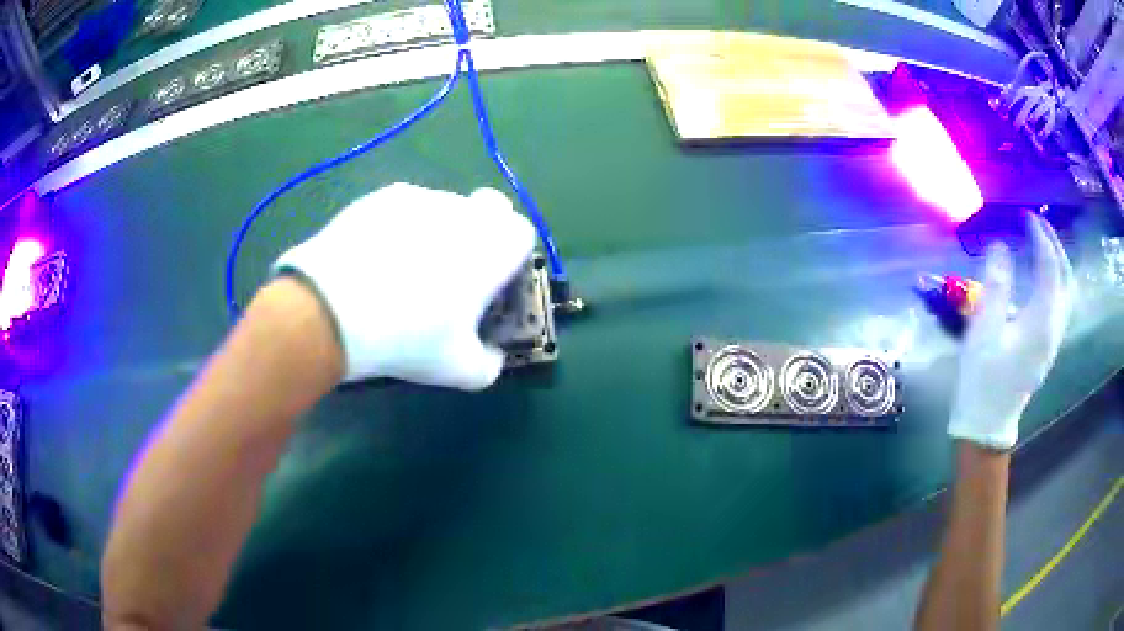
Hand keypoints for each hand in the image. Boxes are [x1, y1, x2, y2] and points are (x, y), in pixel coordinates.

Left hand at [274, 183, 534, 388]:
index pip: (523, 232)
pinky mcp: (382, 196)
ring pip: (446, 207)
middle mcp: (463, 211)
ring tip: (403, 269)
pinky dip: (402, 227)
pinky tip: (375, 258)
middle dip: (482, 234)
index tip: (492, 285)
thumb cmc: (405, 337)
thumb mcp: (458, 369)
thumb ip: (489, 364)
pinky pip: (406, 207)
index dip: (512, 258)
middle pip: (490, 209)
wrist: (328, 310)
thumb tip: (491, 354)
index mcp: (492, 247)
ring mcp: (420, 197)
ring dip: (440, 231)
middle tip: (453, 273)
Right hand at [948, 215, 1073, 449]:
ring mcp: (1053, 340)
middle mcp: (1054, 328)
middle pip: (1066, 278)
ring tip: (1042, 245)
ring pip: (1067, 292)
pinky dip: (1056, 280)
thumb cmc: (983, 378)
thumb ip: (996, 285)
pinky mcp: (1047, 347)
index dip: (1040, 238)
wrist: (987, 423)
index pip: (1049, 267)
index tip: (1026, 217)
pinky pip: (1061, 304)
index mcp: (1041, 322)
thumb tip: (1001, 246)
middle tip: (1037, 226)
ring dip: (1058, 262)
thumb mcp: (984, 331)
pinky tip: (1044, 277)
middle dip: (1055, 246)